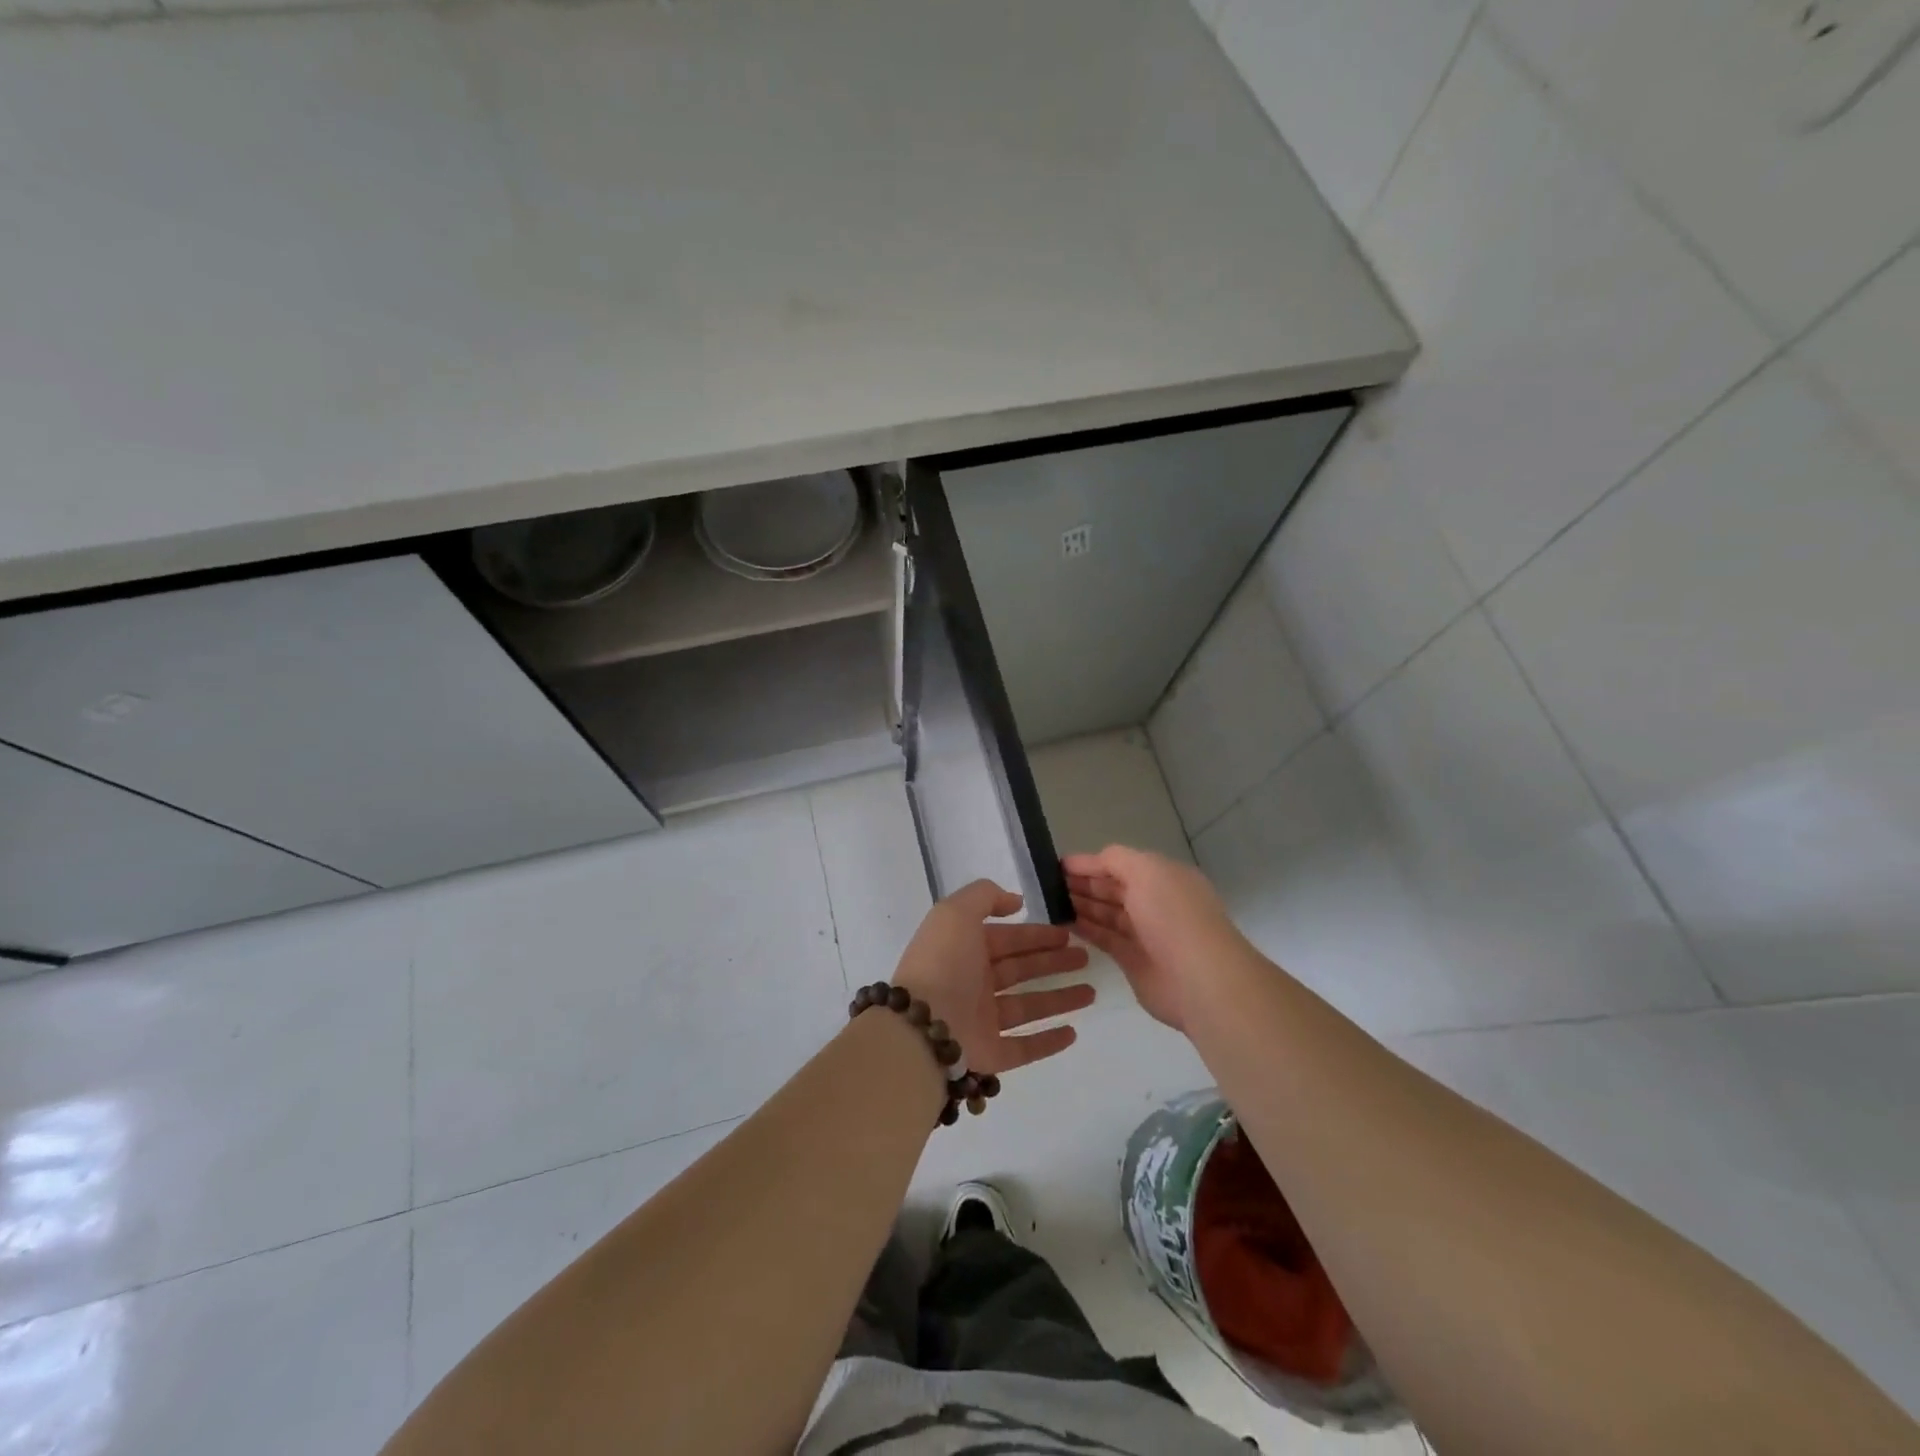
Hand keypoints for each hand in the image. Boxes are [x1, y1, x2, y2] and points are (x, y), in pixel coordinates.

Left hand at [891, 880, 1093, 1075]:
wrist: (921, 1027)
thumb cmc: (943, 963)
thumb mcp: (956, 912)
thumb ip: (985, 896)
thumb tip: (1015, 901)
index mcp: (964, 949)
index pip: (1007, 939)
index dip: (1036, 934)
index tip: (1067, 934)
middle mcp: (973, 983)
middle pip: (1020, 970)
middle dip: (1052, 962)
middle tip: (1086, 958)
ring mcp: (981, 1021)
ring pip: (1028, 1007)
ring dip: (1059, 999)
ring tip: (1091, 992)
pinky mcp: (990, 1054)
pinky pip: (1024, 1047)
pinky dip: (1048, 1041)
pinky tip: (1073, 1032)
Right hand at [1064, 846, 1246, 1031]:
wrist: (1199, 978)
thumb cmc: (1173, 916)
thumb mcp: (1146, 870)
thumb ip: (1116, 859)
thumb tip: (1093, 862)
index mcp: (1163, 877)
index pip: (1120, 864)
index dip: (1090, 863)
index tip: (1057, 865)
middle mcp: (1155, 902)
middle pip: (1112, 888)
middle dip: (1083, 884)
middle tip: (1046, 884)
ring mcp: (1145, 933)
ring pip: (1107, 913)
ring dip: (1081, 905)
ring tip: (1049, 901)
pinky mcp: (1133, 961)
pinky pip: (1105, 939)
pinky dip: (1085, 929)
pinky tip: (1064, 922)